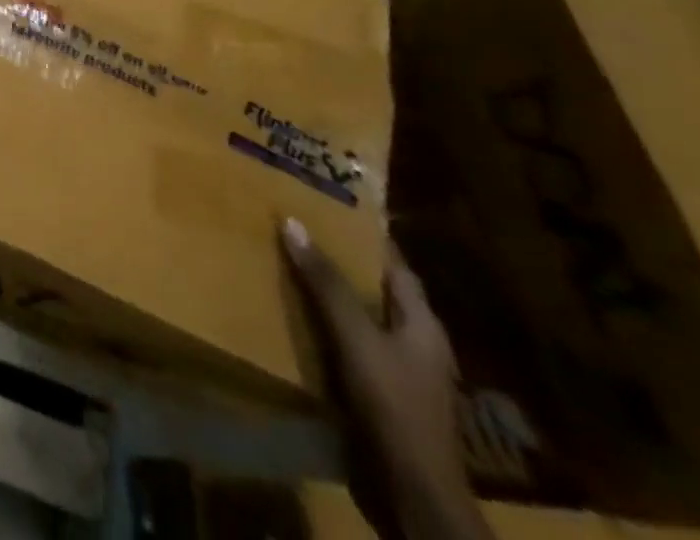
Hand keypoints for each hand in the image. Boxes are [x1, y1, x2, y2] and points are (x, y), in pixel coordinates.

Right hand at [281, 218, 490, 539]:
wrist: (413, 498)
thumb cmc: (395, 408)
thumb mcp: (357, 339)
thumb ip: (327, 284)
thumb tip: (292, 221)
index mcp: (421, 323)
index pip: (393, 263)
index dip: (364, 233)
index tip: (327, 201)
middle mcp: (412, 341)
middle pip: (372, 287)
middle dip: (335, 259)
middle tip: (291, 224)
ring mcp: (395, 371)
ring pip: (354, 317)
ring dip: (323, 293)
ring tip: (278, 260)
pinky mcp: (375, 395)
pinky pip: (343, 345)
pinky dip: (318, 326)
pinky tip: (286, 315)